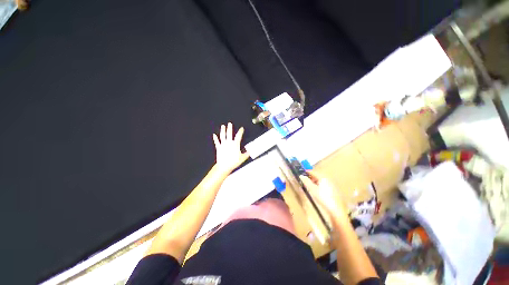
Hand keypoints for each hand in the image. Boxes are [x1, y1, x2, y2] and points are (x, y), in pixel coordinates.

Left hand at [212, 122, 249, 173]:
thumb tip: (250, 151)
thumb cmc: (233, 162)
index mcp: (235, 144)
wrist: (224, 166)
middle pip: (229, 134)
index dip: (240, 132)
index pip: (238, 136)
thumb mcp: (242, 158)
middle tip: (229, 123)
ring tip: (223, 126)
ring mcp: (223, 145)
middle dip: (229, 128)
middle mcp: (229, 143)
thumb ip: (246, 154)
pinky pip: (216, 142)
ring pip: (222, 136)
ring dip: (222, 131)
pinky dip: (215, 138)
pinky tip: (214, 135)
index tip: (241, 128)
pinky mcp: (218, 148)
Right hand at [300, 171, 348, 222]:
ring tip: (310, 185)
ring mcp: (332, 184)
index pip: (313, 172)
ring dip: (315, 181)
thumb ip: (306, 182)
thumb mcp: (313, 189)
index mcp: (323, 177)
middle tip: (305, 180)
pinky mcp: (334, 190)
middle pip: (318, 175)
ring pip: (321, 180)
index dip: (307, 172)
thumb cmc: (323, 198)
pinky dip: (319, 185)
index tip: (301, 173)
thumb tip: (301, 176)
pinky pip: (325, 184)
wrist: (336, 210)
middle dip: (311, 177)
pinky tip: (317, 190)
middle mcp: (328, 179)